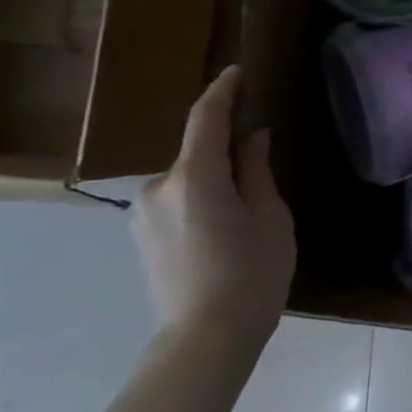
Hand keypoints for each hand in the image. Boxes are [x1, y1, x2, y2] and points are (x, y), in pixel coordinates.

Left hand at [132, 66, 294, 365]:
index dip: (222, 91)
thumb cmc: (252, 274)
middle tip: (263, 170)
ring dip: (214, 181)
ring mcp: (143, 213)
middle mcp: (159, 187)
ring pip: (187, 180)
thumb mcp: (271, 217)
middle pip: (198, 153)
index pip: (206, 119)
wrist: (206, 338)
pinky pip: (176, 202)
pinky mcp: (140, 237)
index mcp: (195, 177)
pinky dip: (201, 201)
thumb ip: (256, 171)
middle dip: (227, 151)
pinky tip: (223, 232)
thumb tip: (251, 138)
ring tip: (245, 214)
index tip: (238, 72)